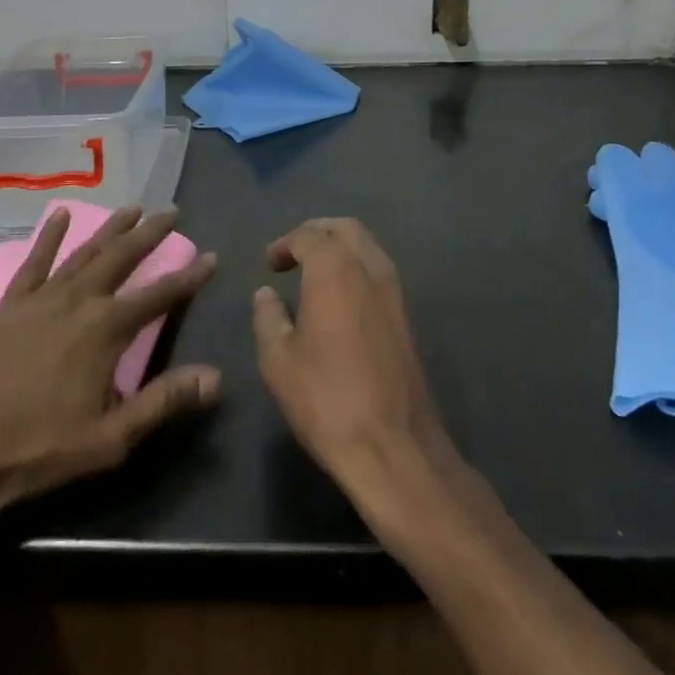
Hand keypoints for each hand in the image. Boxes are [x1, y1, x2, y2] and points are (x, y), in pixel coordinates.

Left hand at [0, 206, 219, 536]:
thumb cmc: (39, 449)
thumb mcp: (111, 437)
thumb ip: (164, 401)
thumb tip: (217, 377)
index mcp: (106, 329)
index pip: (159, 295)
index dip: (189, 277)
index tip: (211, 257)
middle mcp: (79, 300)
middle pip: (122, 257)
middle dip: (150, 233)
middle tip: (172, 211)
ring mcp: (41, 297)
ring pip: (84, 251)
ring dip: (110, 228)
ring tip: (132, 207)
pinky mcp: (9, 303)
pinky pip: (34, 260)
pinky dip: (49, 235)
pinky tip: (59, 214)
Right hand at [253, 218, 456, 507]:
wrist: (394, 446)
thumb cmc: (327, 399)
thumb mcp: (278, 361)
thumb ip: (268, 318)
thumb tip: (267, 294)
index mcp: (335, 270)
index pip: (309, 235)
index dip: (285, 243)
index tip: (270, 263)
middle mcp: (369, 268)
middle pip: (345, 228)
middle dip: (317, 232)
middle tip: (294, 253)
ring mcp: (394, 291)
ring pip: (368, 247)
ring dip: (341, 248)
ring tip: (315, 273)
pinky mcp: (407, 316)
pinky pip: (379, 271)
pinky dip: (357, 269)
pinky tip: (340, 298)